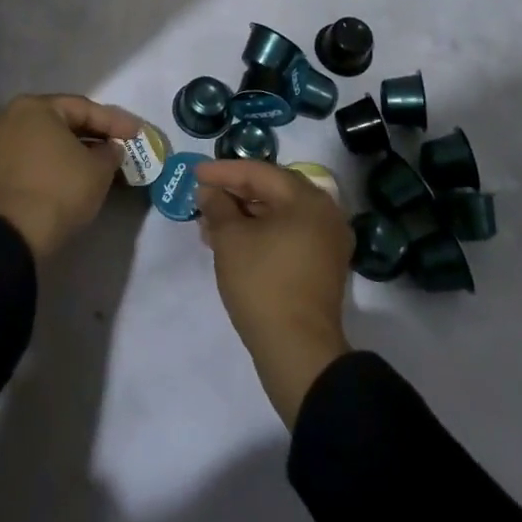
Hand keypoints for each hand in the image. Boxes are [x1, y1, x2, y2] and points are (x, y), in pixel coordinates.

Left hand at [0, 94, 145, 260]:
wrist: (15, 235)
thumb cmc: (60, 189)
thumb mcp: (99, 169)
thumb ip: (110, 151)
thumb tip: (110, 148)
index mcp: (35, 106)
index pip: (83, 108)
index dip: (115, 122)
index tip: (138, 133)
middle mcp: (11, 117)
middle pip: (62, 121)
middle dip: (93, 133)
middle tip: (121, 143)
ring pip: (46, 140)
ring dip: (74, 148)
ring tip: (102, 160)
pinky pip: (33, 157)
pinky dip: (55, 161)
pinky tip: (75, 172)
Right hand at [197, 158, 354, 428]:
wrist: (298, 350)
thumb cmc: (262, 283)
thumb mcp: (230, 239)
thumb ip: (217, 206)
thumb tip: (209, 191)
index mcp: (307, 200)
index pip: (259, 172)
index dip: (223, 171)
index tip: (194, 172)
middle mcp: (324, 214)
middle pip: (272, 190)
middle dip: (234, 192)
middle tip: (203, 196)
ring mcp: (326, 241)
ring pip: (278, 214)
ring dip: (243, 215)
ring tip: (209, 223)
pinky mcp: (321, 266)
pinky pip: (287, 234)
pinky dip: (260, 233)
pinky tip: (231, 242)